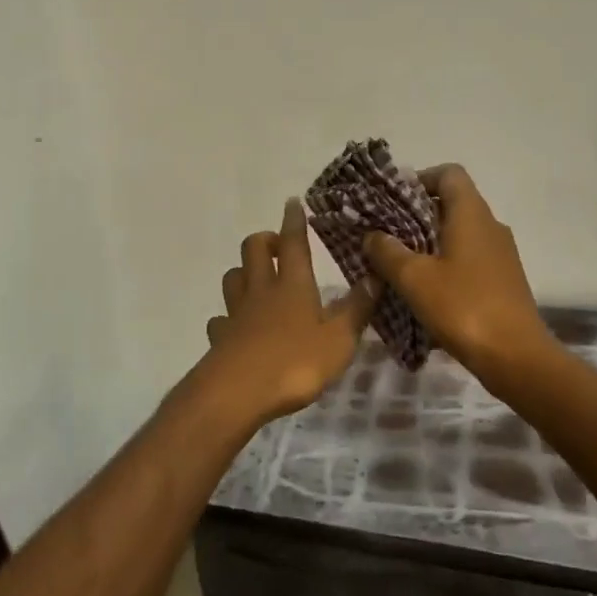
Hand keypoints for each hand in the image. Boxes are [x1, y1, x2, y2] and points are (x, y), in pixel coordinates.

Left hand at [201, 198, 380, 426]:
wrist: (238, 392)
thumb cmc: (295, 363)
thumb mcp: (339, 340)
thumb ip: (356, 309)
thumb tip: (375, 277)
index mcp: (293, 285)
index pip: (293, 242)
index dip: (294, 221)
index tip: (292, 202)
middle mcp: (262, 290)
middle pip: (253, 249)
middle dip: (264, 240)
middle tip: (278, 246)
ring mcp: (236, 313)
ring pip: (233, 277)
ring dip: (243, 272)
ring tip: (257, 281)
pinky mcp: (220, 338)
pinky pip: (220, 319)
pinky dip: (227, 318)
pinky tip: (235, 328)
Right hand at [363, 164, 549, 372]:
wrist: (517, 358)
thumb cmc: (463, 307)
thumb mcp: (414, 278)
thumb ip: (388, 252)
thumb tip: (373, 235)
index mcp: (471, 213)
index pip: (449, 173)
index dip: (420, 179)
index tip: (393, 202)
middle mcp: (490, 225)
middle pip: (452, 203)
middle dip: (416, 216)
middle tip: (386, 236)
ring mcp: (501, 254)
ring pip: (459, 233)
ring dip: (429, 243)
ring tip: (399, 266)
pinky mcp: (503, 280)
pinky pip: (469, 258)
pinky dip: (446, 265)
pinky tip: (425, 292)